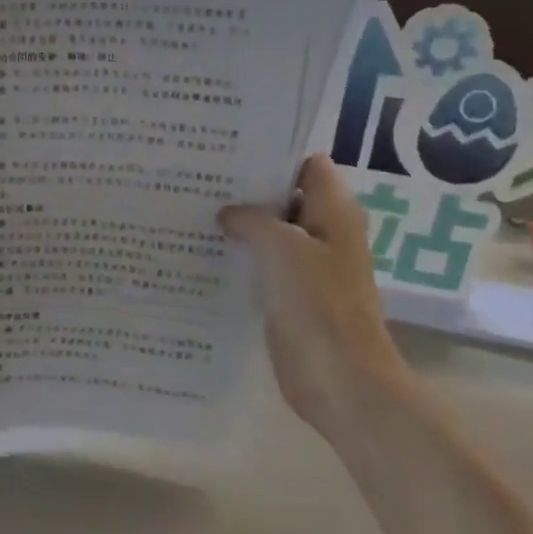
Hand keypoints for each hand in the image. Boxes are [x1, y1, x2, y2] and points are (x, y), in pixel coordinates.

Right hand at [219, 154, 414, 438]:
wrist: (339, 379)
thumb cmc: (318, 305)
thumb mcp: (281, 248)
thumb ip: (252, 219)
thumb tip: (228, 212)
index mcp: (335, 212)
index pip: (307, 165)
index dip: (272, 156)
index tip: (228, 154)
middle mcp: (324, 234)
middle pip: (285, 198)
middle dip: (248, 191)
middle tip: (199, 180)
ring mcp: (308, 268)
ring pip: (272, 235)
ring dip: (241, 227)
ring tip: (193, 211)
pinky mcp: (291, 297)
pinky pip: (264, 267)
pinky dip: (241, 259)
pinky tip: (204, 254)